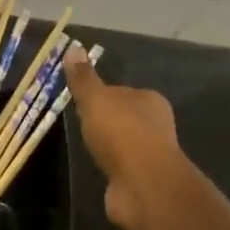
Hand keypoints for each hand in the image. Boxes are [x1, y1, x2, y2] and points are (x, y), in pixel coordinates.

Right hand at [64, 47, 182, 229]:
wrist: (142, 183)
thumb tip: (73, 47)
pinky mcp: (142, 178)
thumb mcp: (95, 100)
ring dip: (107, 145)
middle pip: (123, 116)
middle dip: (104, 121)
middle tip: (79, 126)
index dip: (100, 96)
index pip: (120, 91)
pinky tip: (98, 168)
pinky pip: (121, 166)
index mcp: (149, 99)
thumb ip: (83, 79)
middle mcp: (155, 124)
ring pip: (123, 142)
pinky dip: (110, 166)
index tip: (79, 103)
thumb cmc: (120, 133)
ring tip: (85, 148)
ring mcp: (150, 153)